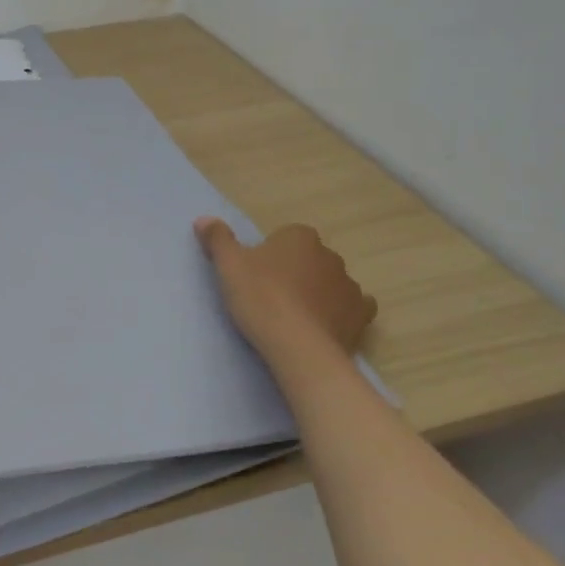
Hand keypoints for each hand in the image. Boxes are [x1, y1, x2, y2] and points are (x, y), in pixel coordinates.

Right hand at [195, 219, 375, 363]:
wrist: (298, 346)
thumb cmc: (261, 298)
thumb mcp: (228, 266)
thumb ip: (218, 239)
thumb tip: (203, 219)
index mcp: (300, 236)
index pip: (284, 238)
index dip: (269, 257)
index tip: (255, 277)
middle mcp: (329, 255)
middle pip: (309, 259)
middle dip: (295, 272)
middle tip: (271, 297)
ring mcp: (349, 285)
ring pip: (331, 282)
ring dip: (318, 292)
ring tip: (296, 316)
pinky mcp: (361, 314)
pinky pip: (354, 307)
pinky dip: (342, 312)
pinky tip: (326, 325)